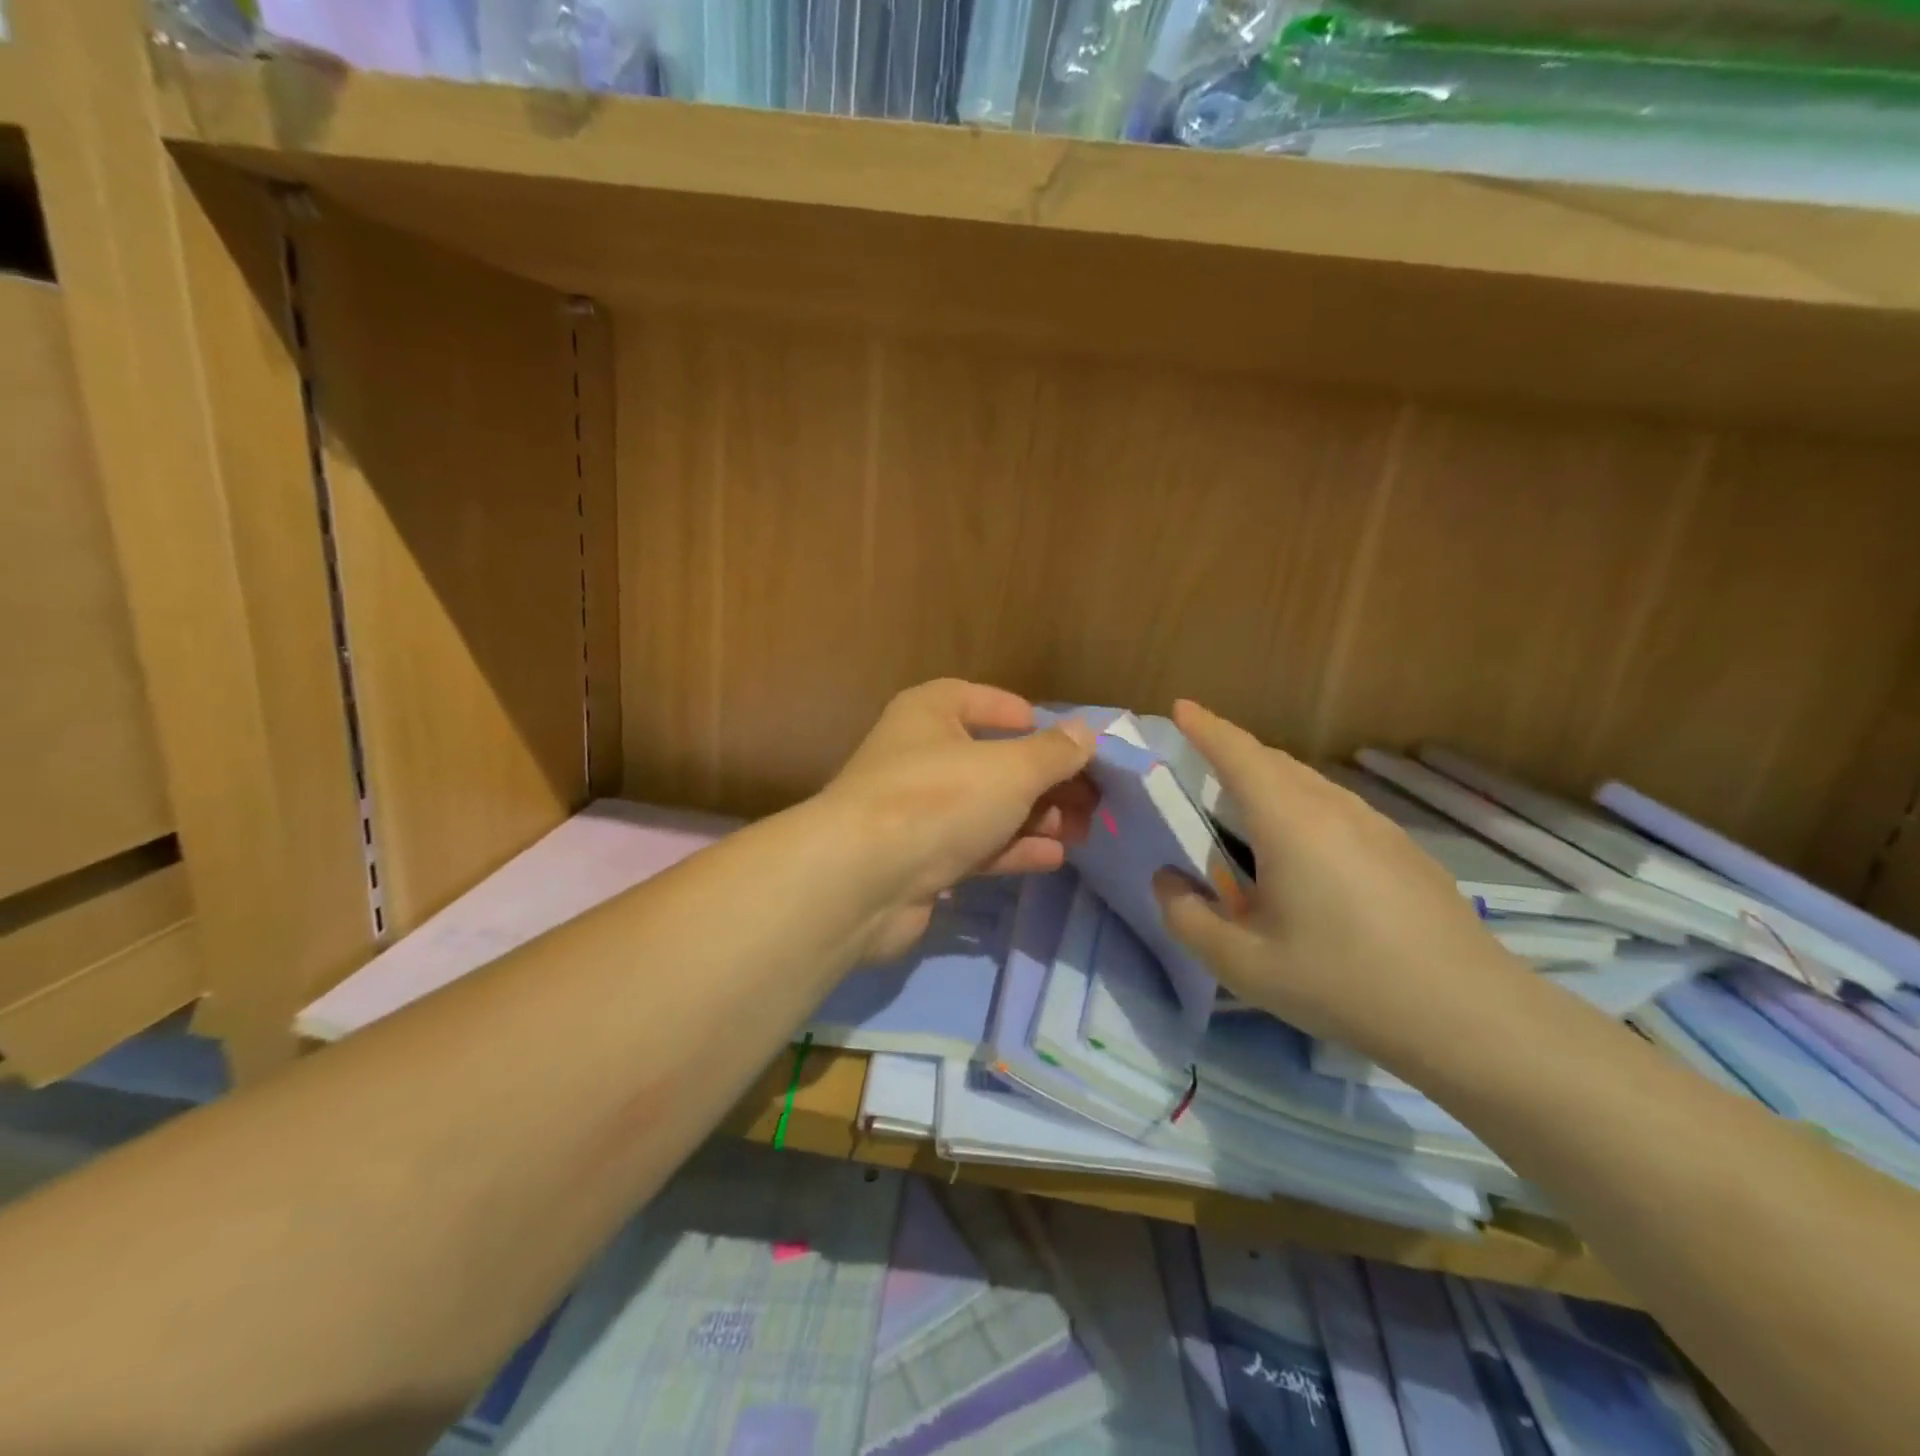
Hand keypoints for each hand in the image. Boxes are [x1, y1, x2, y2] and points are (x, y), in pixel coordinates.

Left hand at [820, 680, 1096, 960]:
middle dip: (1043, 779)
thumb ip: (1054, 751)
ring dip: (1034, 817)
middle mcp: (919, 755)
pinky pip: (975, 845)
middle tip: (1091, 797)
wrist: (863, 879)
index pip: (978, 699)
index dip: (1023, 715)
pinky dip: (1013, 848)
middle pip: (992, 759)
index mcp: (929, 714)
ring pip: (987, 806)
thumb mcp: (1011, 768)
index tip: (1065, 739)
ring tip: (1083, 829)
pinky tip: (1053, 857)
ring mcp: (917, 810)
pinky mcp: (919, 859)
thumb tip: (1087, 733)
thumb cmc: (940, 799)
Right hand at [1153, 701, 1531, 1061]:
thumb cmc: (1342, 982)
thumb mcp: (1242, 964)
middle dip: (1234, 751)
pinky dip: (1304, 807)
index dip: (1205, 727)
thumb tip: (1167, 880)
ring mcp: (1378, 826)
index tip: (1181, 706)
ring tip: (1247, 809)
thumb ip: (1187, 918)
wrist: (1469, 1016)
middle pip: (1275, 762)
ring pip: (1311, 784)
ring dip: (1270, 781)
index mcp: (1290, 823)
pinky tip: (1306, 854)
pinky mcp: (1405, 850)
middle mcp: (1334, 808)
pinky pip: (1339, 808)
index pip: (1238, 755)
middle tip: (1203, 761)